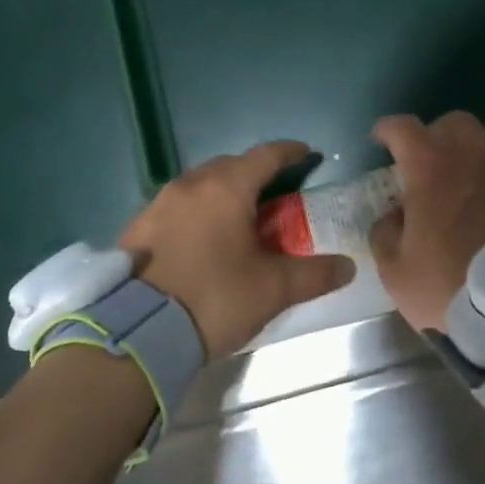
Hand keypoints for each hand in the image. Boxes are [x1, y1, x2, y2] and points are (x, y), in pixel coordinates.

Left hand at [119, 141, 355, 360]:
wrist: (137, 330)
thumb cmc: (214, 299)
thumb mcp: (272, 289)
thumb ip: (313, 274)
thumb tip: (348, 266)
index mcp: (226, 187)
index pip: (266, 155)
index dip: (290, 152)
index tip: (308, 154)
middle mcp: (190, 184)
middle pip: (230, 165)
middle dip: (254, 172)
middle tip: (274, 193)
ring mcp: (159, 202)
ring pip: (199, 184)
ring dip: (222, 191)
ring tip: (237, 215)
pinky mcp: (137, 226)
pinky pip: (176, 205)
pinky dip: (196, 211)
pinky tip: (201, 237)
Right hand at [369, 112, 484, 331]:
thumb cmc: (452, 289)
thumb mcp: (396, 272)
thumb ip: (385, 234)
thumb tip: (393, 215)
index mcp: (431, 167)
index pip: (402, 127)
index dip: (388, 130)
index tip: (383, 142)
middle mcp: (476, 153)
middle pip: (455, 122)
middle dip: (439, 137)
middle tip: (435, 165)